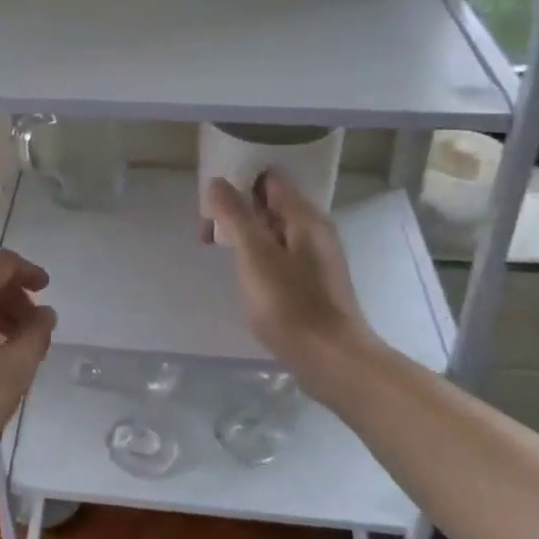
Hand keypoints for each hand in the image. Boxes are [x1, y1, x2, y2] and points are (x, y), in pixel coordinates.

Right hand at [205, 172, 379, 398]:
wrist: (331, 359)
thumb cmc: (290, 303)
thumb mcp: (254, 255)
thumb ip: (235, 215)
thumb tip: (218, 182)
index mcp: (304, 217)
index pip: (269, 179)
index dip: (238, 181)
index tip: (210, 197)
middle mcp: (314, 230)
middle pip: (270, 203)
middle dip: (236, 209)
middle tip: (207, 229)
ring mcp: (315, 257)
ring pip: (273, 229)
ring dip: (244, 232)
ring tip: (217, 248)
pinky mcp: (312, 281)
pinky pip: (279, 252)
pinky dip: (257, 253)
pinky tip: (242, 271)